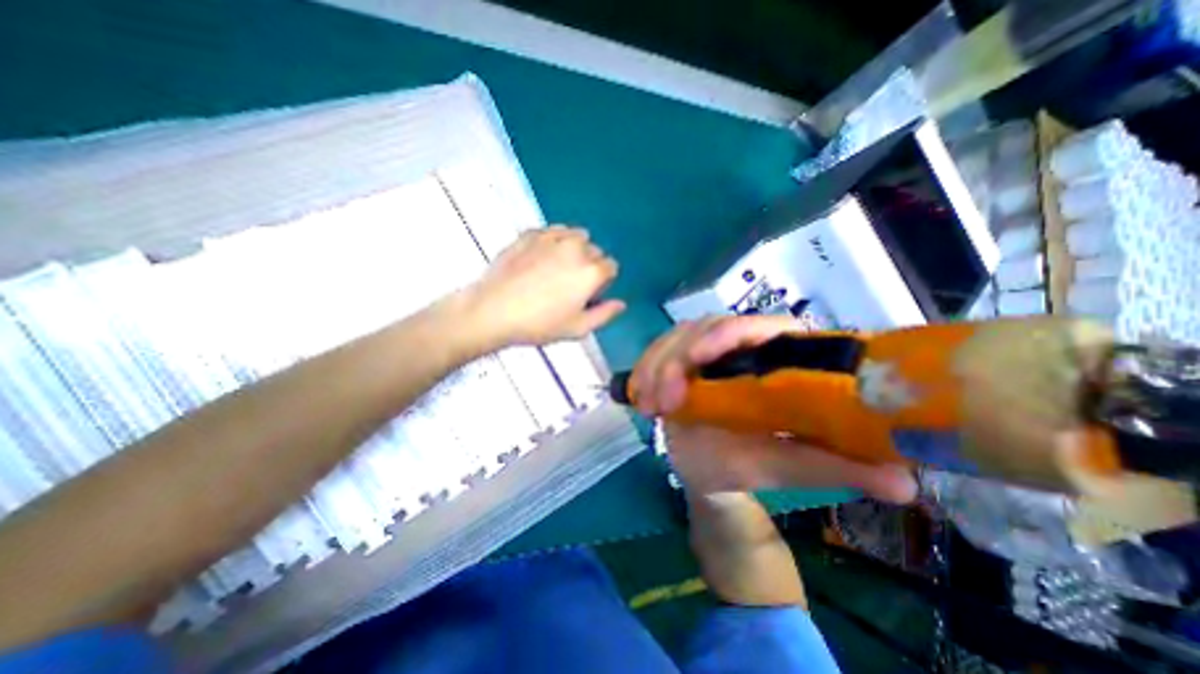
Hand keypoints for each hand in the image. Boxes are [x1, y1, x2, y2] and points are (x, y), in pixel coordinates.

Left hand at [461, 229, 629, 349]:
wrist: (494, 310)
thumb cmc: (539, 324)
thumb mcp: (577, 328)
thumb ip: (604, 314)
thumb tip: (621, 304)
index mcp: (591, 272)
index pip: (611, 266)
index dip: (602, 281)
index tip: (588, 293)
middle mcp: (576, 248)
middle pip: (594, 251)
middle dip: (589, 265)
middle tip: (570, 284)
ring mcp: (552, 237)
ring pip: (576, 235)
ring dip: (574, 248)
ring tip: (557, 267)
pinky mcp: (531, 233)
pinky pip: (552, 231)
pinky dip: (554, 240)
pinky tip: (541, 257)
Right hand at [637, 319, 921, 502]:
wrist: (708, 470)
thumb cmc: (748, 464)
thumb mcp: (785, 466)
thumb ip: (832, 467)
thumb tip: (906, 482)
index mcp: (775, 359)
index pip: (760, 327)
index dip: (730, 333)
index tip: (701, 357)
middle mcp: (739, 347)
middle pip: (708, 327)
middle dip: (679, 358)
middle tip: (666, 401)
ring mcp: (704, 351)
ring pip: (677, 337)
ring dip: (657, 365)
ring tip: (650, 405)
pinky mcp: (677, 359)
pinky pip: (656, 351)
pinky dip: (644, 369)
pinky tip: (638, 395)